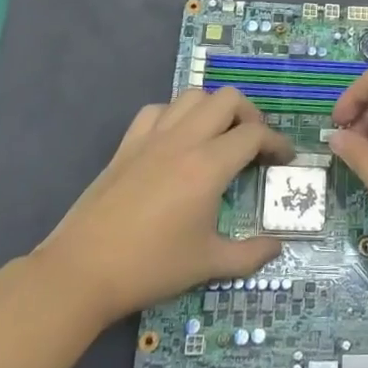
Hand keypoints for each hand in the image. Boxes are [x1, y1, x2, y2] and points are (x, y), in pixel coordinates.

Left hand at [36, 88, 293, 324]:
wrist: (82, 271)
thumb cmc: (151, 267)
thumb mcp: (209, 264)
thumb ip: (250, 254)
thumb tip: (278, 246)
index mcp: (209, 166)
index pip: (254, 135)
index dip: (277, 143)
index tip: (285, 159)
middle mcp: (184, 140)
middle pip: (228, 99)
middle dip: (250, 115)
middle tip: (254, 144)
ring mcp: (152, 137)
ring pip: (193, 96)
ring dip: (213, 109)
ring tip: (218, 136)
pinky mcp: (127, 144)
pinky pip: (157, 110)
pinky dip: (175, 115)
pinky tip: (177, 140)